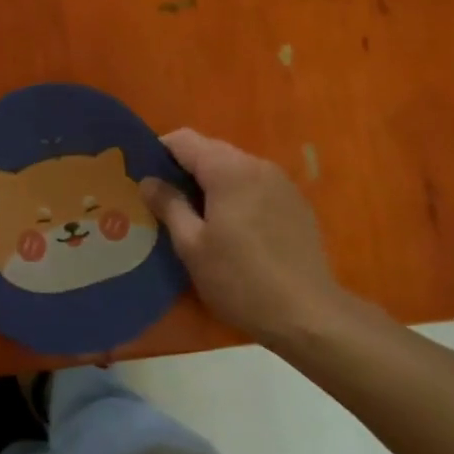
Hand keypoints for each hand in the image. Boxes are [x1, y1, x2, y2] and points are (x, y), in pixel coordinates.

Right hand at [140, 129, 369, 348]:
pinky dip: (235, 195)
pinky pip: (255, 185)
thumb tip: (148, 181)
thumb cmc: (240, 280)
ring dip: (211, 183)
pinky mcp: (296, 203)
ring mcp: (281, 182)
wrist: (309, 314)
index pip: (184, 139)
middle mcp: (257, 165)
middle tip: (164, 201)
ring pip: (234, 168)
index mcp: (229, 170)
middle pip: (210, 151)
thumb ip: (168, 205)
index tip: (144, 178)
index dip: (158, 152)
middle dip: (184, 169)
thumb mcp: (192, 246)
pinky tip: (231, 229)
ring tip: (195, 217)